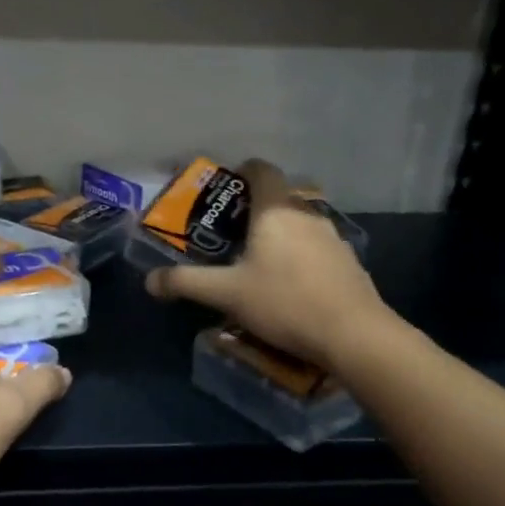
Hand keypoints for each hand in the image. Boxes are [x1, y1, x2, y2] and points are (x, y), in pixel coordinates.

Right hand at [144, 159, 393, 367]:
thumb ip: (186, 283)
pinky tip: (290, 285)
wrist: (354, 335)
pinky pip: (317, 248)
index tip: (225, 186)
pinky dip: (300, 256)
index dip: (242, 171)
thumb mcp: (226, 294)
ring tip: (258, 261)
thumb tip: (150, 281)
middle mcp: (307, 214)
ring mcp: (333, 238)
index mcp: (276, 210)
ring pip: (300, 224)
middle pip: (279, 197)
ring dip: (279, 234)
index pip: (261, 170)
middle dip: (255, 209)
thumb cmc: (284, 302)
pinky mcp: (348, 263)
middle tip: (231, 232)